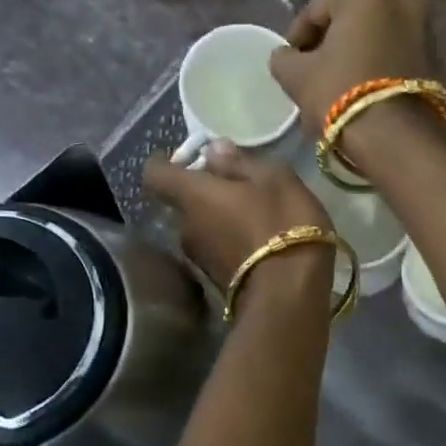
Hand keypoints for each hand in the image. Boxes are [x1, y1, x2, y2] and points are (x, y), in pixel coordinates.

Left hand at [143, 143, 332, 298]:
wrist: (289, 295)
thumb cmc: (283, 225)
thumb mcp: (274, 180)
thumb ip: (240, 163)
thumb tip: (214, 149)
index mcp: (193, 195)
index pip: (155, 173)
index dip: (165, 162)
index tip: (188, 158)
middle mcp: (185, 227)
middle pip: (182, 202)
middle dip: (204, 193)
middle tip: (237, 186)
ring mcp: (199, 258)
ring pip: (200, 227)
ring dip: (219, 219)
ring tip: (253, 215)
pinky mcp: (215, 280)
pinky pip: (216, 249)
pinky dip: (229, 241)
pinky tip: (258, 240)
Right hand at [269, 0, 434, 140]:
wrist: (395, 136)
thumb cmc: (340, 92)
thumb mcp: (296, 75)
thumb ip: (283, 58)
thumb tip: (287, 56)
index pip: (315, 11)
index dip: (296, 39)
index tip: (288, 65)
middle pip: (348, 23)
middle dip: (328, 48)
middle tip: (311, 78)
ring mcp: (424, 26)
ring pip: (373, 41)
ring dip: (352, 60)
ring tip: (334, 92)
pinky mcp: (435, 58)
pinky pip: (392, 58)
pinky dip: (374, 71)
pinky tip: (359, 97)